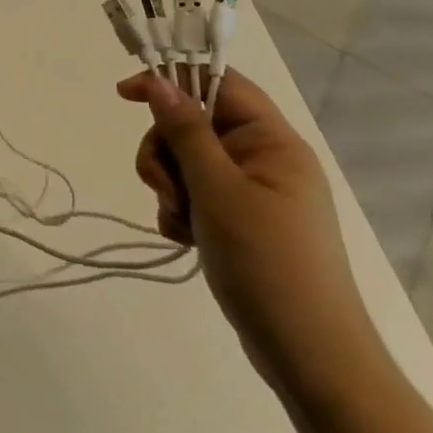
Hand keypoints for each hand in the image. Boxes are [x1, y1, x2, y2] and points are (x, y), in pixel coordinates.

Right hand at [117, 68, 380, 396]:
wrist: (308, 353)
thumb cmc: (267, 262)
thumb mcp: (217, 190)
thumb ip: (186, 131)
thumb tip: (159, 81)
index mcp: (272, 141)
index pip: (219, 83)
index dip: (172, 78)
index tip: (124, 95)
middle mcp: (263, 159)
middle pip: (192, 126)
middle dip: (166, 153)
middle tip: (165, 189)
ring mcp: (251, 192)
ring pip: (186, 162)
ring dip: (170, 187)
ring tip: (179, 222)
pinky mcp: (239, 221)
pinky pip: (193, 196)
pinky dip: (180, 212)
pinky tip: (184, 238)